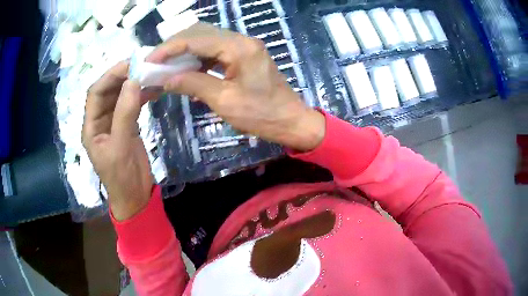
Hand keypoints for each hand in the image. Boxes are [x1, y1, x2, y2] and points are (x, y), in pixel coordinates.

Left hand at [82, 62, 153, 220]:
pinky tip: (154, 89)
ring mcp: (115, 123)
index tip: (129, 65)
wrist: (135, 197)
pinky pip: (133, 105)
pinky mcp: (128, 127)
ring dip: (134, 84)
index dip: (109, 77)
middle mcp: (101, 121)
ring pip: (121, 96)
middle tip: (143, 65)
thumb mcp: (120, 147)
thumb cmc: (121, 178)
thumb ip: (124, 114)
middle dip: (123, 77)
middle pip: (108, 91)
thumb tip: (133, 81)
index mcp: (92, 126)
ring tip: (150, 73)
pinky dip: (142, 95)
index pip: (95, 93)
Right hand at [147, 23, 324, 151]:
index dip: (169, 48)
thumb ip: (193, 84)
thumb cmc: (262, 115)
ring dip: (185, 50)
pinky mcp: (244, 56)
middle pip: (201, 33)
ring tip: (167, 65)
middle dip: (175, 45)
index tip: (150, 60)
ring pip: (207, 40)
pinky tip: (186, 69)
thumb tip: (166, 79)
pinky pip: (215, 50)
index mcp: (239, 48)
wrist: (291, 121)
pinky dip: (197, 58)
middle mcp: (241, 40)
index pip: (196, 38)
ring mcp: (244, 47)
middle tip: (156, 61)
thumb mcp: (225, 101)